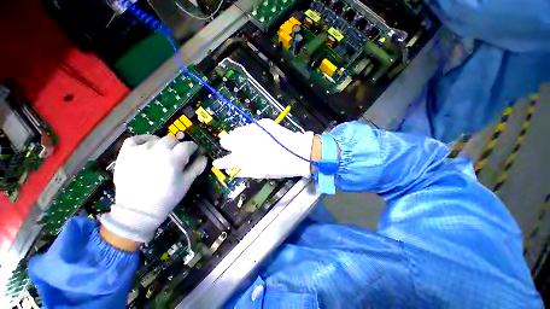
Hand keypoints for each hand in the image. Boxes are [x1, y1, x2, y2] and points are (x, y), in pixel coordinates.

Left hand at [100, 135, 206, 242]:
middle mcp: (157, 150)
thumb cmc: (166, 197)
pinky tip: (148, 145)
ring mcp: (139, 150)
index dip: (194, 148)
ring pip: (156, 139)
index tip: (194, 153)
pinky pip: (135, 139)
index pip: (188, 145)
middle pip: (172, 140)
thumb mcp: (187, 183)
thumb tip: (204, 157)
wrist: (137, 211)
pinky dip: (144, 140)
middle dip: (179, 146)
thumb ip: (197, 167)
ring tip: (163, 155)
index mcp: (174, 158)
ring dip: (163, 145)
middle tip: (179, 156)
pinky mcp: (125, 154)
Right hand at [213, 119, 315, 178]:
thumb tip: (233, 170)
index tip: (218, 163)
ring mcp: (253, 130)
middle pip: (226, 140)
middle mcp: (245, 142)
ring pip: (236, 131)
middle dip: (228, 144)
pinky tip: (256, 135)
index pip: (226, 160)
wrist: (299, 152)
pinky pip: (250, 127)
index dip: (221, 162)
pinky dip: (250, 131)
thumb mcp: (262, 173)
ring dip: (238, 137)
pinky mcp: (262, 123)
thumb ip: (245, 171)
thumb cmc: (281, 167)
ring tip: (244, 140)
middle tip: (232, 147)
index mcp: (245, 157)